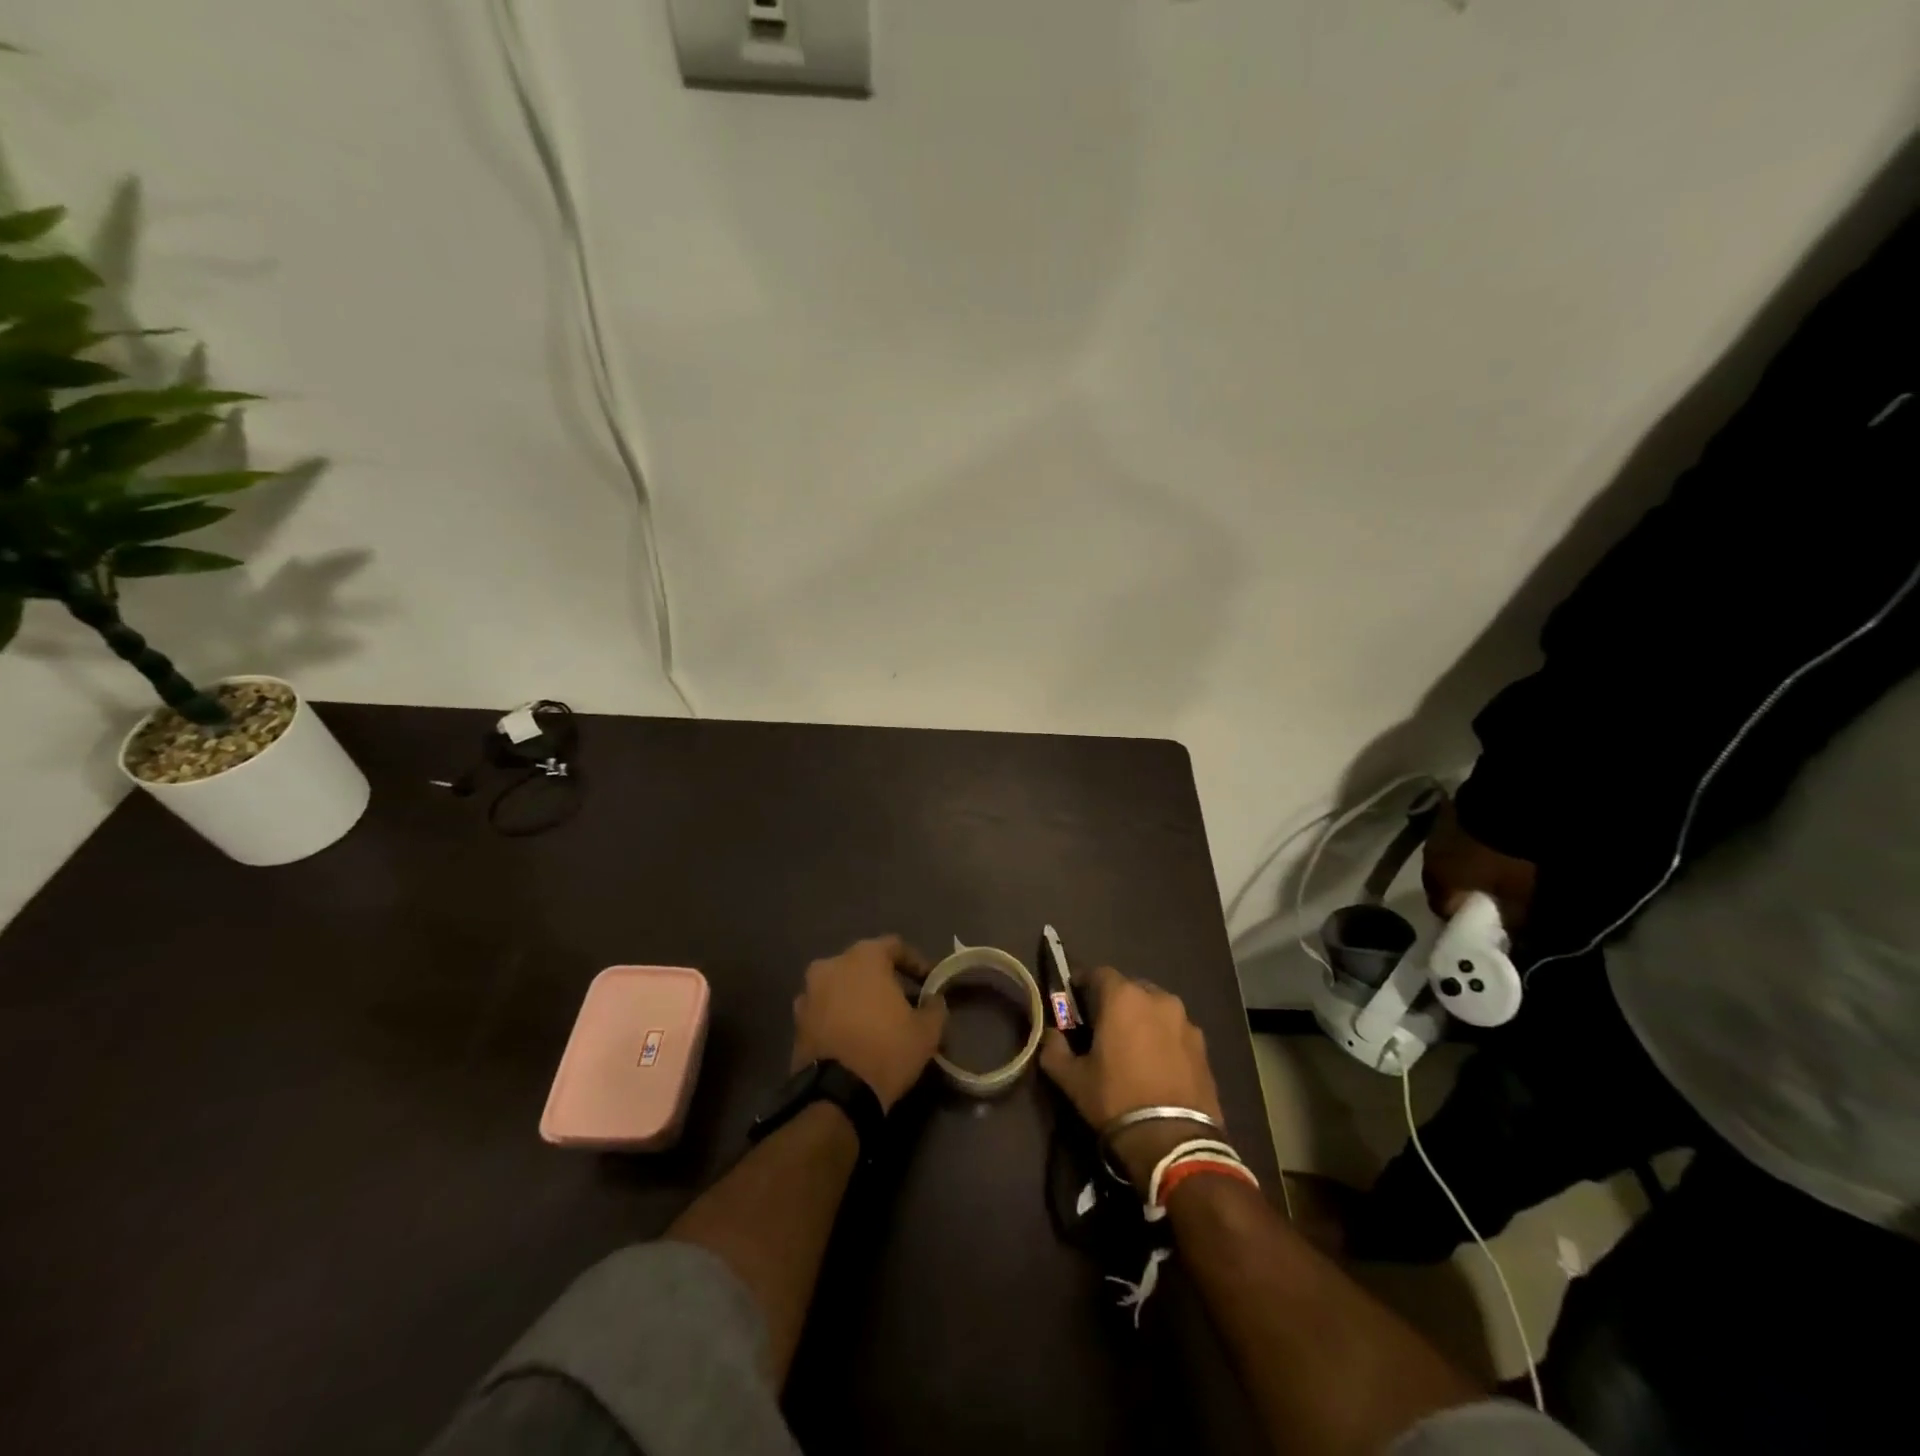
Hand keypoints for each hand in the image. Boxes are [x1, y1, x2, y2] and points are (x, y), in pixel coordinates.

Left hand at [790, 936, 947, 1111]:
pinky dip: (838, 1015)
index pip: (894, 946)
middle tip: (900, 1000)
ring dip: (857, 996)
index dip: (915, 962)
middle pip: (863, 963)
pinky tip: (852, 1035)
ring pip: (840, 985)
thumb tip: (933, 1000)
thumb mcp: (927, 1031)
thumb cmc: (887, 1050)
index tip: (927, 981)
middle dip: (882, 978)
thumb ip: (934, 1007)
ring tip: (874, 1019)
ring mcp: (809, 992)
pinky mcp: (796, 1020)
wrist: (836, 1095)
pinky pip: (824, 1008)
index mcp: (864, 957)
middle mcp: (831, 965)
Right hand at [1038, 964, 1224, 1190]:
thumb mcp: (1072, 1079)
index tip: (1074, 998)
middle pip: (1130, 988)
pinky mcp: (1203, 1045)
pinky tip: (1157, 1063)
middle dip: (1115, 1000)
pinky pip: (1175, 1029)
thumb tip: (1051, 1035)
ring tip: (1133, 1045)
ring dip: (1142, 1018)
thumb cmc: (1116, 1099)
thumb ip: (1054, 1049)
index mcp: (1123, 997)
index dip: (1083, 983)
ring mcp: (1184, 1020)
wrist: (1174, 1140)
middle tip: (1102, 1025)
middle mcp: (1157, 998)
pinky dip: (1163, 1037)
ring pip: (1155, 1008)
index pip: (1098, 973)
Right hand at [1421, 796, 1536, 931]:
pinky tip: (1485, 848)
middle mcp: (1429, 861)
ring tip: (1485, 869)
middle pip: (1441, 883)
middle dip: (1459, 891)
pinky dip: (1465, 849)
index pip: (1442, 909)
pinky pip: (1453, 841)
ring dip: (1461, 867)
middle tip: (1483, 894)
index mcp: (1440, 883)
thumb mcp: (1517, 894)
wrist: (1503, 807)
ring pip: (1445, 860)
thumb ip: (1513, 920)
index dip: (1460, 919)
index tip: (1480, 922)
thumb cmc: (1504, 858)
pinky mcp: (1447, 817)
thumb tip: (1513, 942)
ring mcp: (1435, 836)